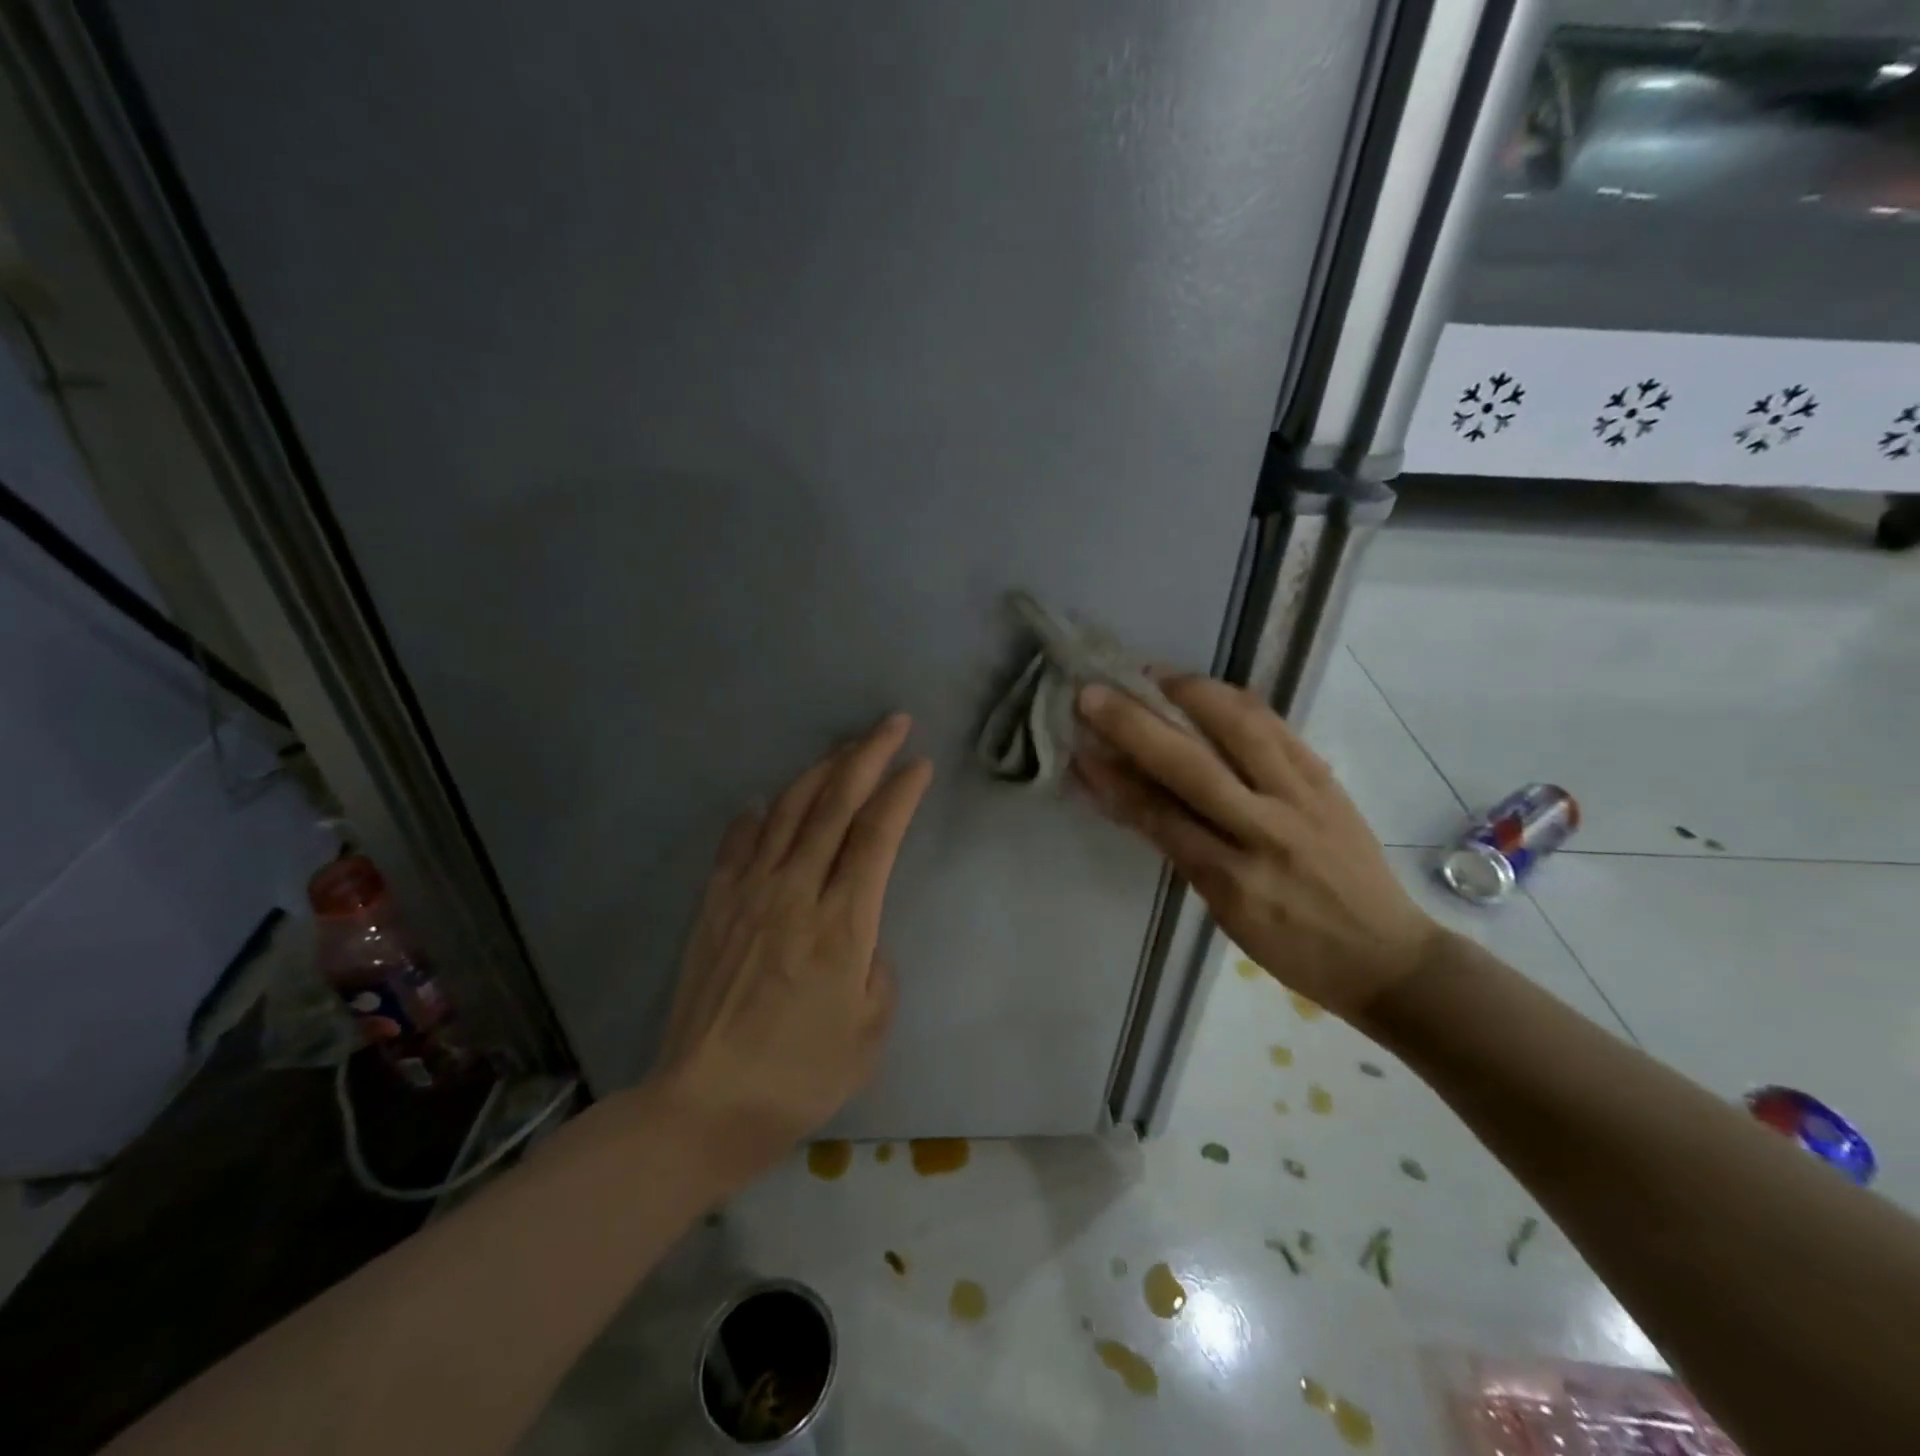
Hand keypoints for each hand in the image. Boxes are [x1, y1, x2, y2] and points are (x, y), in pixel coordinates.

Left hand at [652, 714, 932, 1170]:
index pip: (877, 836)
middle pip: (835, 805)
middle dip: (867, 756)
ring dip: (819, 772)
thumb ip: (876, 968)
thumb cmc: (801, 1075)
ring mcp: (749, 894)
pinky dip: (758, 815)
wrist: (706, 1104)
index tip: (919, 763)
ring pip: (788, 812)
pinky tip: (768, 803)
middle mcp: (796, 892)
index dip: (900, 792)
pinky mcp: (714, 906)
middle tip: (891, 724)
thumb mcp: (870, 1030)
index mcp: (843, 923)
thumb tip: (860, 935)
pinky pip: (737, 844)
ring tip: (843, 749)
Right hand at [1073, 675, 1440, 1019]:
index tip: (1078, 747)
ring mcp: (1303, 798)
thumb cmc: (1294, 949)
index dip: (1113, 778)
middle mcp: (1267, 830)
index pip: (1159, 815)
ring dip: (1190, 693)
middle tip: (1093, 694)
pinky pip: (1278, 728)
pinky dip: (1237, 701)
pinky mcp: (1327, 779)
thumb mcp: (1225, 913)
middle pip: (1191, 765)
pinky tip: (1208, 689)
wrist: (1387, 957)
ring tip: (1152, 674)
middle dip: (1136, 724)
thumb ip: (1179, 850)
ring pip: (1242, 729)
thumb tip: (1132, 798)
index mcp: (1233, 878)